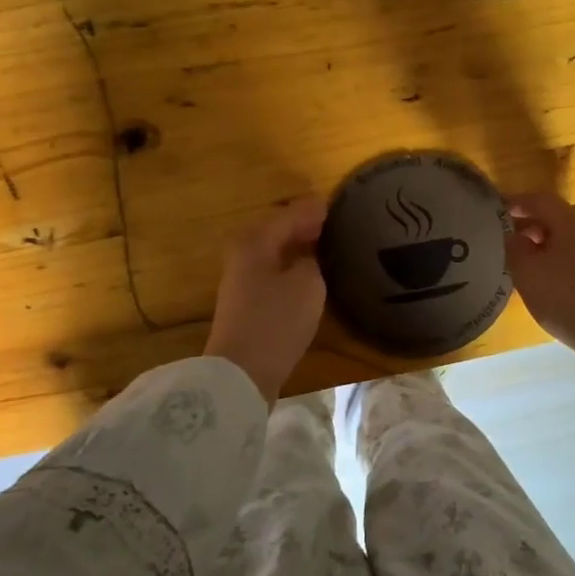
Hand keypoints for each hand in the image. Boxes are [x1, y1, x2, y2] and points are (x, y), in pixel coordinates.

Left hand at [204, 197, 327, 401]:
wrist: (242, 371)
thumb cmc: (276, 320)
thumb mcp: (308, 284)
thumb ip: (312, 260)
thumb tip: (308, 256)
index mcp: (255, 241)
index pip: (290, 216)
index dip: (312, 210)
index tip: (332, 204)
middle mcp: (243, 255)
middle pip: (277, 233)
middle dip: (302, 226)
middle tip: (330, 223)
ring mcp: (241, 281)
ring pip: (274, 254)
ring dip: (296, 248)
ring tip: (324, 245)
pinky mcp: (246, 304)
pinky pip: (273, 273)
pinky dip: (290, 267)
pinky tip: (308, 274)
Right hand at [506, 190, 574, 447]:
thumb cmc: (566, 298)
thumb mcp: (527, 272)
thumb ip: (515, 247)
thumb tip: (515, 235)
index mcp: (572, 220)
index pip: (540, 200)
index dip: (517, 203)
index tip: (498, 212)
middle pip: (561, 215)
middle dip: (536, 223)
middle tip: (515, 239)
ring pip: (573, 237)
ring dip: (551, 243)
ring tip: (531, 263)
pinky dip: (564, 259)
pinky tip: (554, 282)